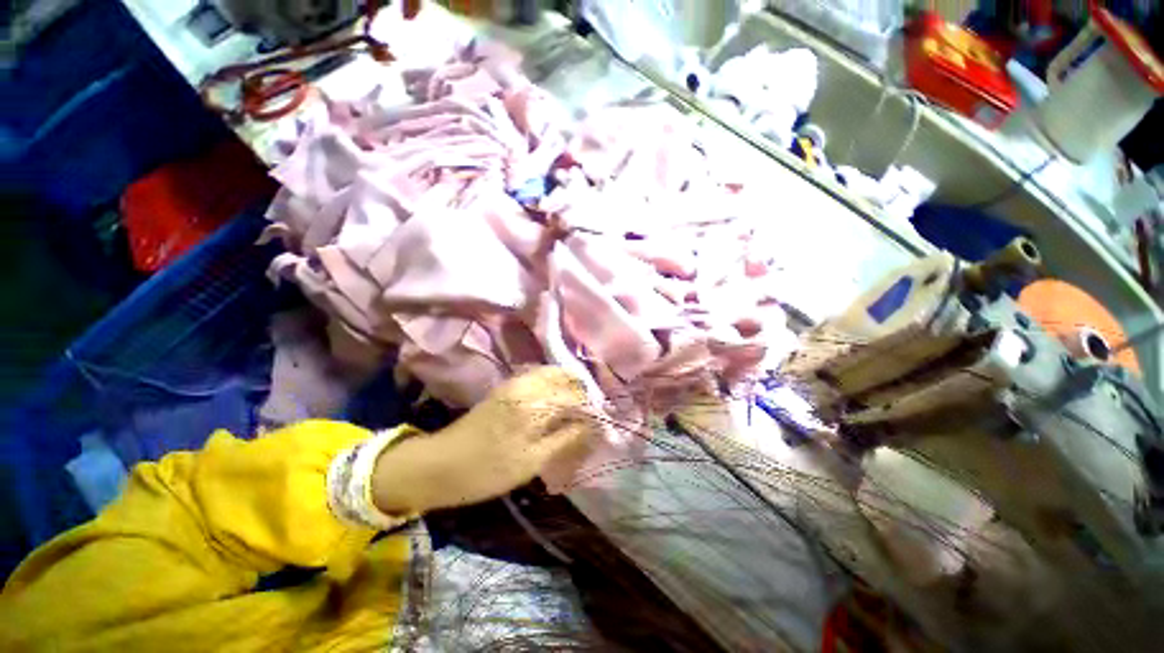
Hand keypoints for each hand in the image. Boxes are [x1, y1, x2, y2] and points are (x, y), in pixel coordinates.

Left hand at [371, 367, 599, 514]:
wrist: (439, 465)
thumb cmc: (486, 470)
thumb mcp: (531, 462)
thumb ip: (566, 439)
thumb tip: (593, 426)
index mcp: (535, 403)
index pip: (576, 396)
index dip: (592, 407)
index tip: (602, 420)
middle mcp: (527, 385)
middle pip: (566, 377)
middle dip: (582, 392)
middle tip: (591, 414)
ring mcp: (514, 383)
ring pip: (552, 374)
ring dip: (568, 386)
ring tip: (577, 408)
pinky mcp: (506, 387)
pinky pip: (538, 378)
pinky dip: (553, 385)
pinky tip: (556, 403)